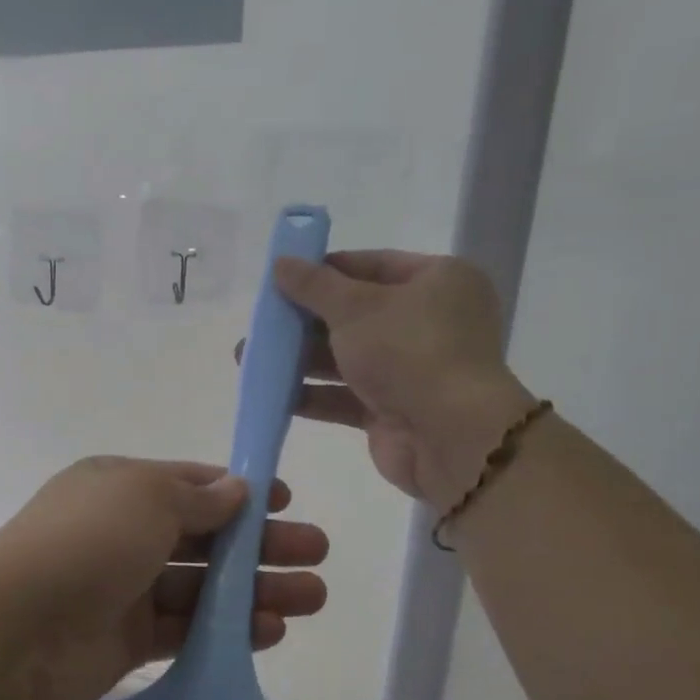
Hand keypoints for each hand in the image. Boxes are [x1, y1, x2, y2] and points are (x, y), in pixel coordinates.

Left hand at [0, 458, 327, 699]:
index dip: (238, 491)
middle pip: (204, 536)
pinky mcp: (129, 639)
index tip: (285, 502)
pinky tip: (271, 630)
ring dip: (255, 590)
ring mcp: (125, 588)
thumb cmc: (86, 543)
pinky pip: (188, 628)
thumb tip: (235, 489)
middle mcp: (123, 533)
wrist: (17, 632)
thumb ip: (196, 496)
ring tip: (312, 597)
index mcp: (119, 487)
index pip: (189, 483)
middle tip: (316, 553)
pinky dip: (228, 629)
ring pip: (203, 586)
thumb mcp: (144, 497)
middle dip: (260, 543)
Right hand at [270, 250, 535, 506]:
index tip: (281, 278)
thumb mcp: (355, 308)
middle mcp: (429, 322)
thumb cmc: (409, 352)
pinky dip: (313, 394)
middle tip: (261, 323)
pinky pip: (346, 396)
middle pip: (355, 314)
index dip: (325, 270)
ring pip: (346, 358)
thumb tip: (281, 262)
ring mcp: (412, 370)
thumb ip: (314, 286)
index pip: (372, 265)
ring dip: (300, 359)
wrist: (449, 436)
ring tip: (250, 358)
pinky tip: (273, 394)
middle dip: (304, 321)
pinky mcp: (394, 410)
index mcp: (438, 282)